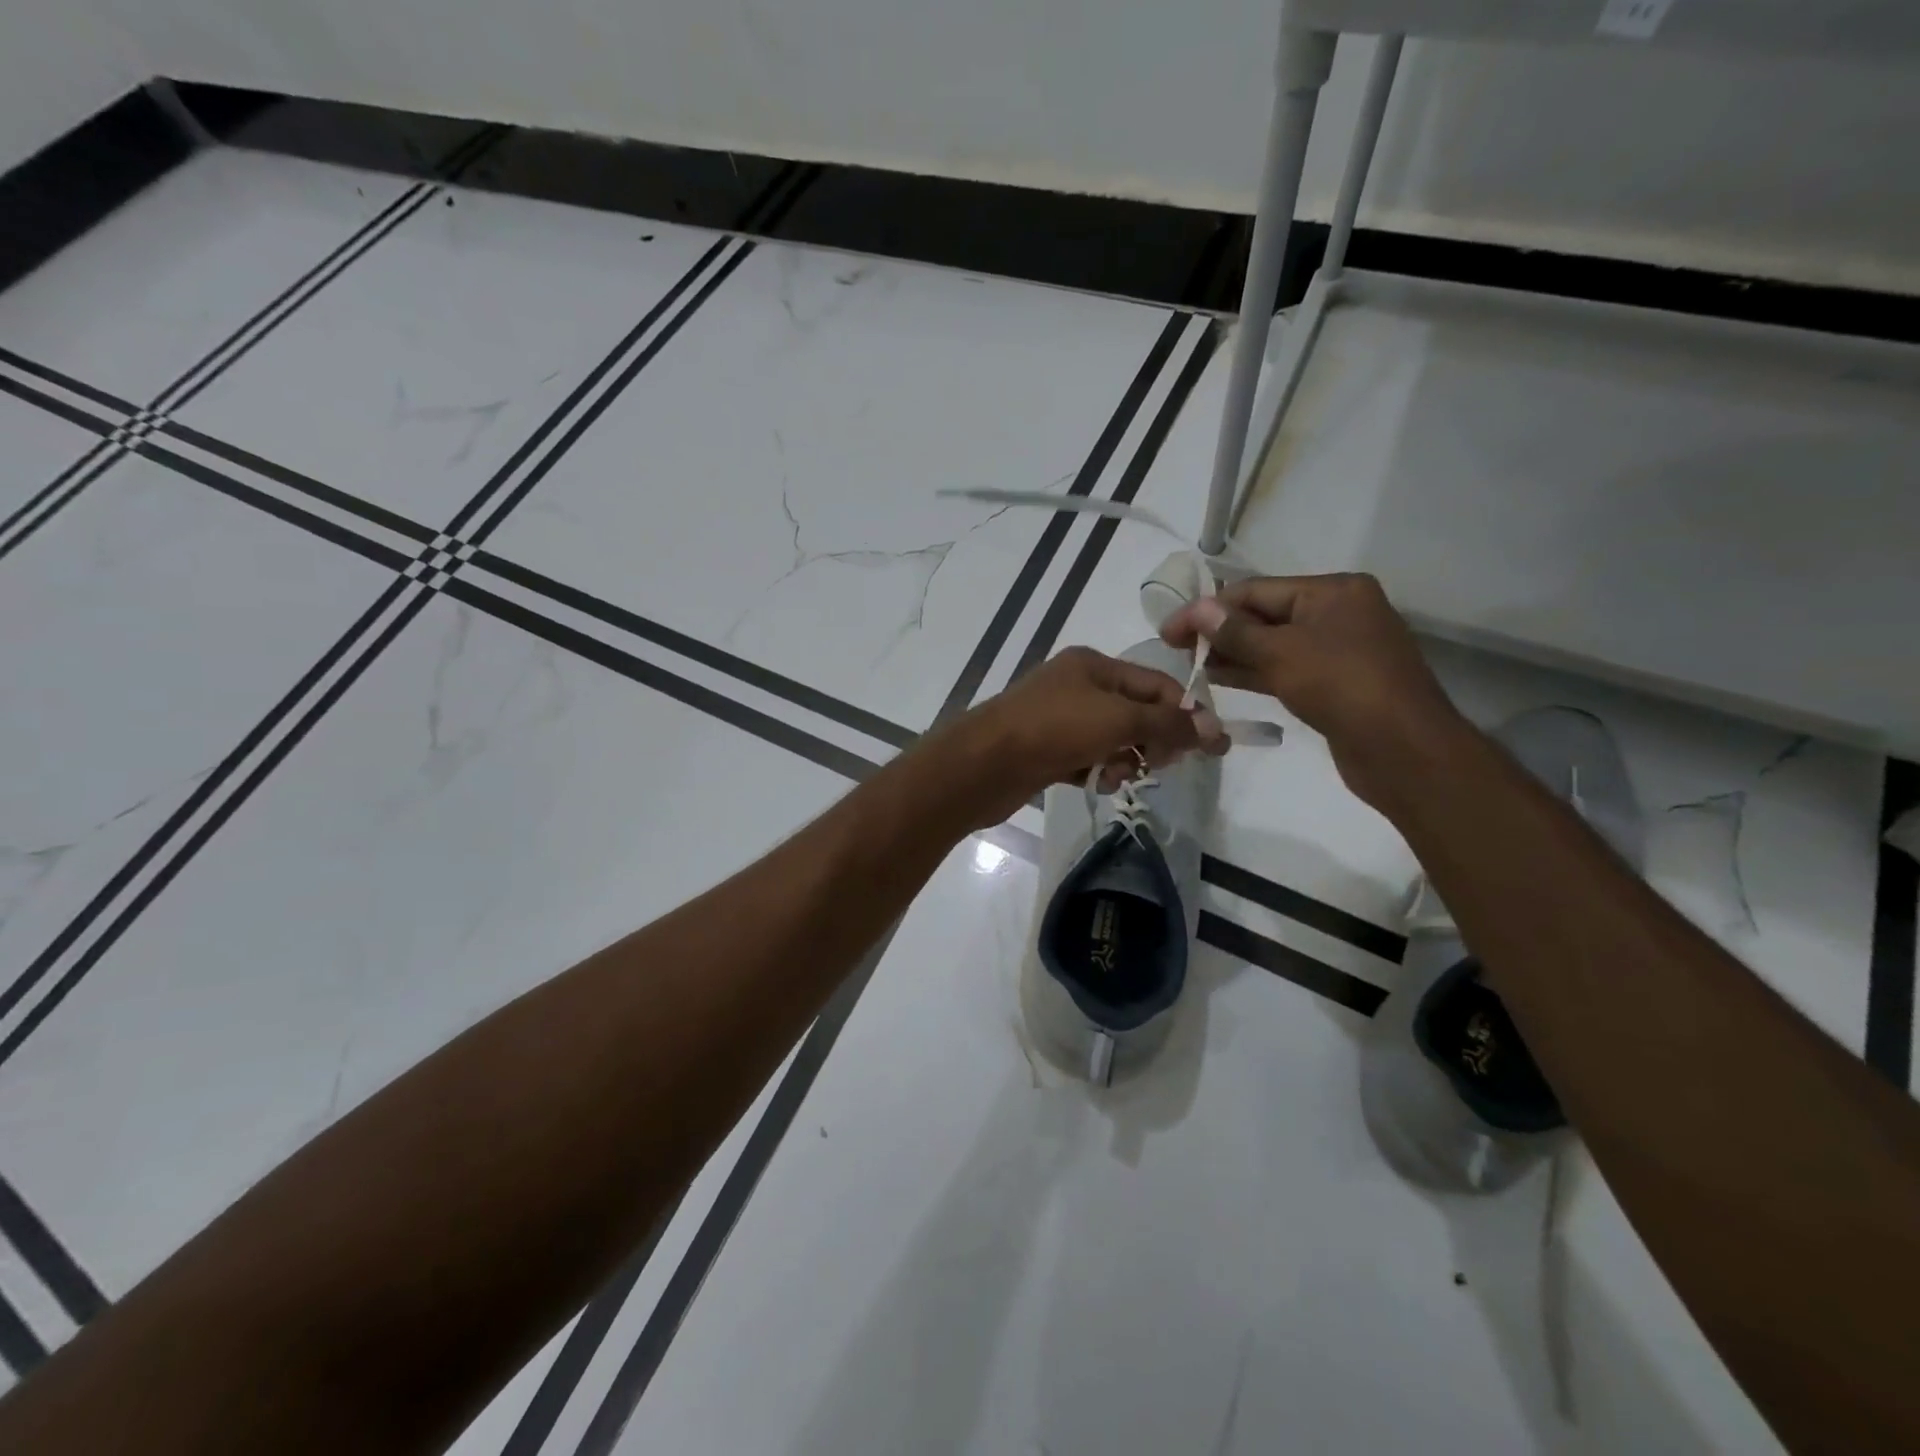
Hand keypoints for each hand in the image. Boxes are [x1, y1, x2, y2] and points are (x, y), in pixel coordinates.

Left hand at [943, 646, 1227, 826]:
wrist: (983, 764)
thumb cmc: (1054, 729)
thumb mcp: (1118, 719)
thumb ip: (1168, 723)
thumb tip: (1216, 729)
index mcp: (1093, 665)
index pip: (1155, 683)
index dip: (1185, 712)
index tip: (1210, 748)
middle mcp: (1077, 686)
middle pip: (1135, 712)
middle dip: (1151, 739)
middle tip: (1154, 765)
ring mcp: (1059, 719)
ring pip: (1112, 740)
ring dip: (1123, 760)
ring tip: (1113, 776)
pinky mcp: (1047, 751)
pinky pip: (1088, 759)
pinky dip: (1096, 771)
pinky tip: (1092, 783)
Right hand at [1161, 573, 1466, 811]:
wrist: (1402, 749)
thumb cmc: (1342, 686)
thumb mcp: (1282, 653)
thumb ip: (1234, 632)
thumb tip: (1196, 609)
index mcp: (1333, 591)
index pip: (1256, 590)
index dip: (1209, 608)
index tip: (1169, 629)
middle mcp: (1337, 613)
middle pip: (1265, 615)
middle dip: (1220, 631)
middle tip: (1175, 649)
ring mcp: (1338, 650)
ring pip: (1273, 645)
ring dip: (1232, 654)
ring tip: (1190, 665)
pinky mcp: (1334, 683)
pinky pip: (1285, 669)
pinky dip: (1253, 672)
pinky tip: (1219, 679)